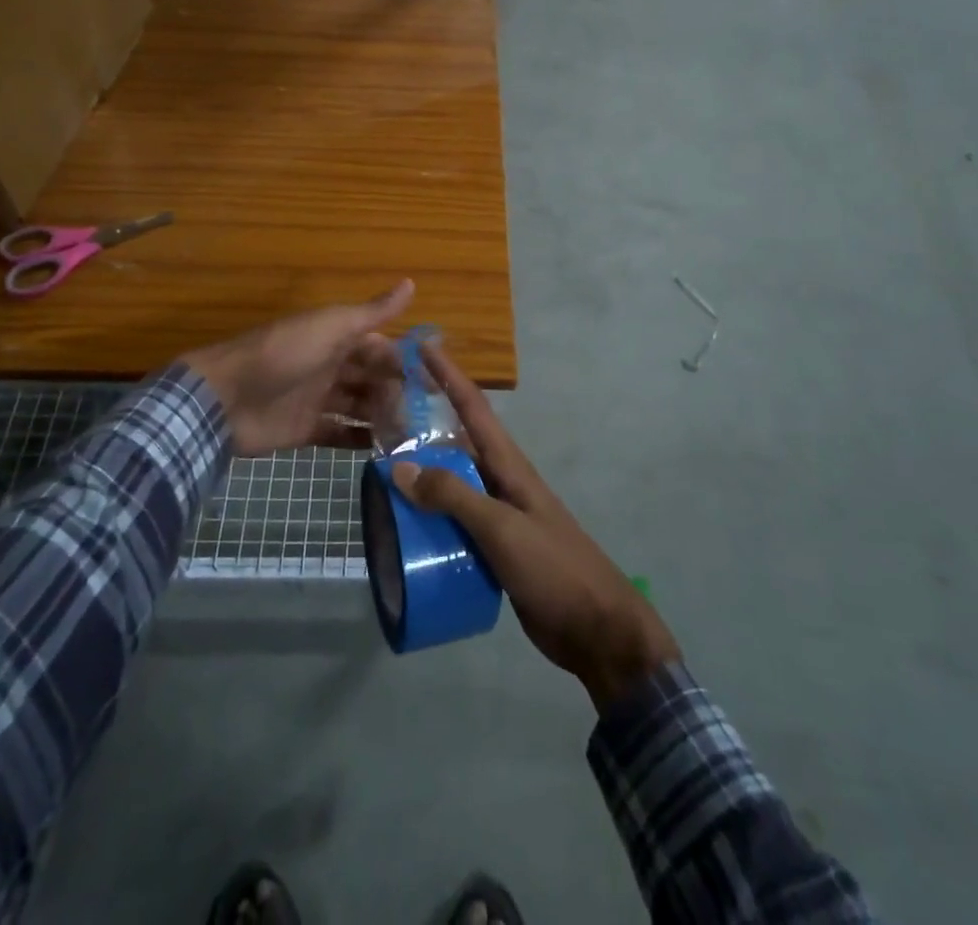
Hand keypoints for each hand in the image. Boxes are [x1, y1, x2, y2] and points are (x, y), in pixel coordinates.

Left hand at [181, 281, 412, 458]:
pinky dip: (359, 439)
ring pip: (359, 406)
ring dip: (383, 416)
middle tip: (428, 414)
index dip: (403, 360)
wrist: (225, 398)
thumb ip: (372, 312)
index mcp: (335, 338)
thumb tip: (411, 282)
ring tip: (413, 433)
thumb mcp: (331, 326)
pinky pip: (339, 433)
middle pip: (371, 378)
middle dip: (397, 392)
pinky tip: (384, 449)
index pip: (379, 347)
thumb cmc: (283, 354)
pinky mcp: (304, 429)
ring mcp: (316, 398)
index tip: (433, 379)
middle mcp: (329, 365)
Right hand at [390, 344, 680, 712]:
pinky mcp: (495, 549)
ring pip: (453, 485)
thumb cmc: (553, 568)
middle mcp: (501, 482)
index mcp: (509, 465)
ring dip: (423, 477)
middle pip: (457, 444)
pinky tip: (405, 528)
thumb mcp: (501, 529)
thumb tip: (400, 467)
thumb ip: (454, 497)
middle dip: (423, 428)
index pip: (474, 408)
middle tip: (380, 419)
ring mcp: (499, 516)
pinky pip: (455, 522)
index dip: (448, 375)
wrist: (597, 630)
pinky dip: (431, 518)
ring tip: (380, 474)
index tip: (422, 346)